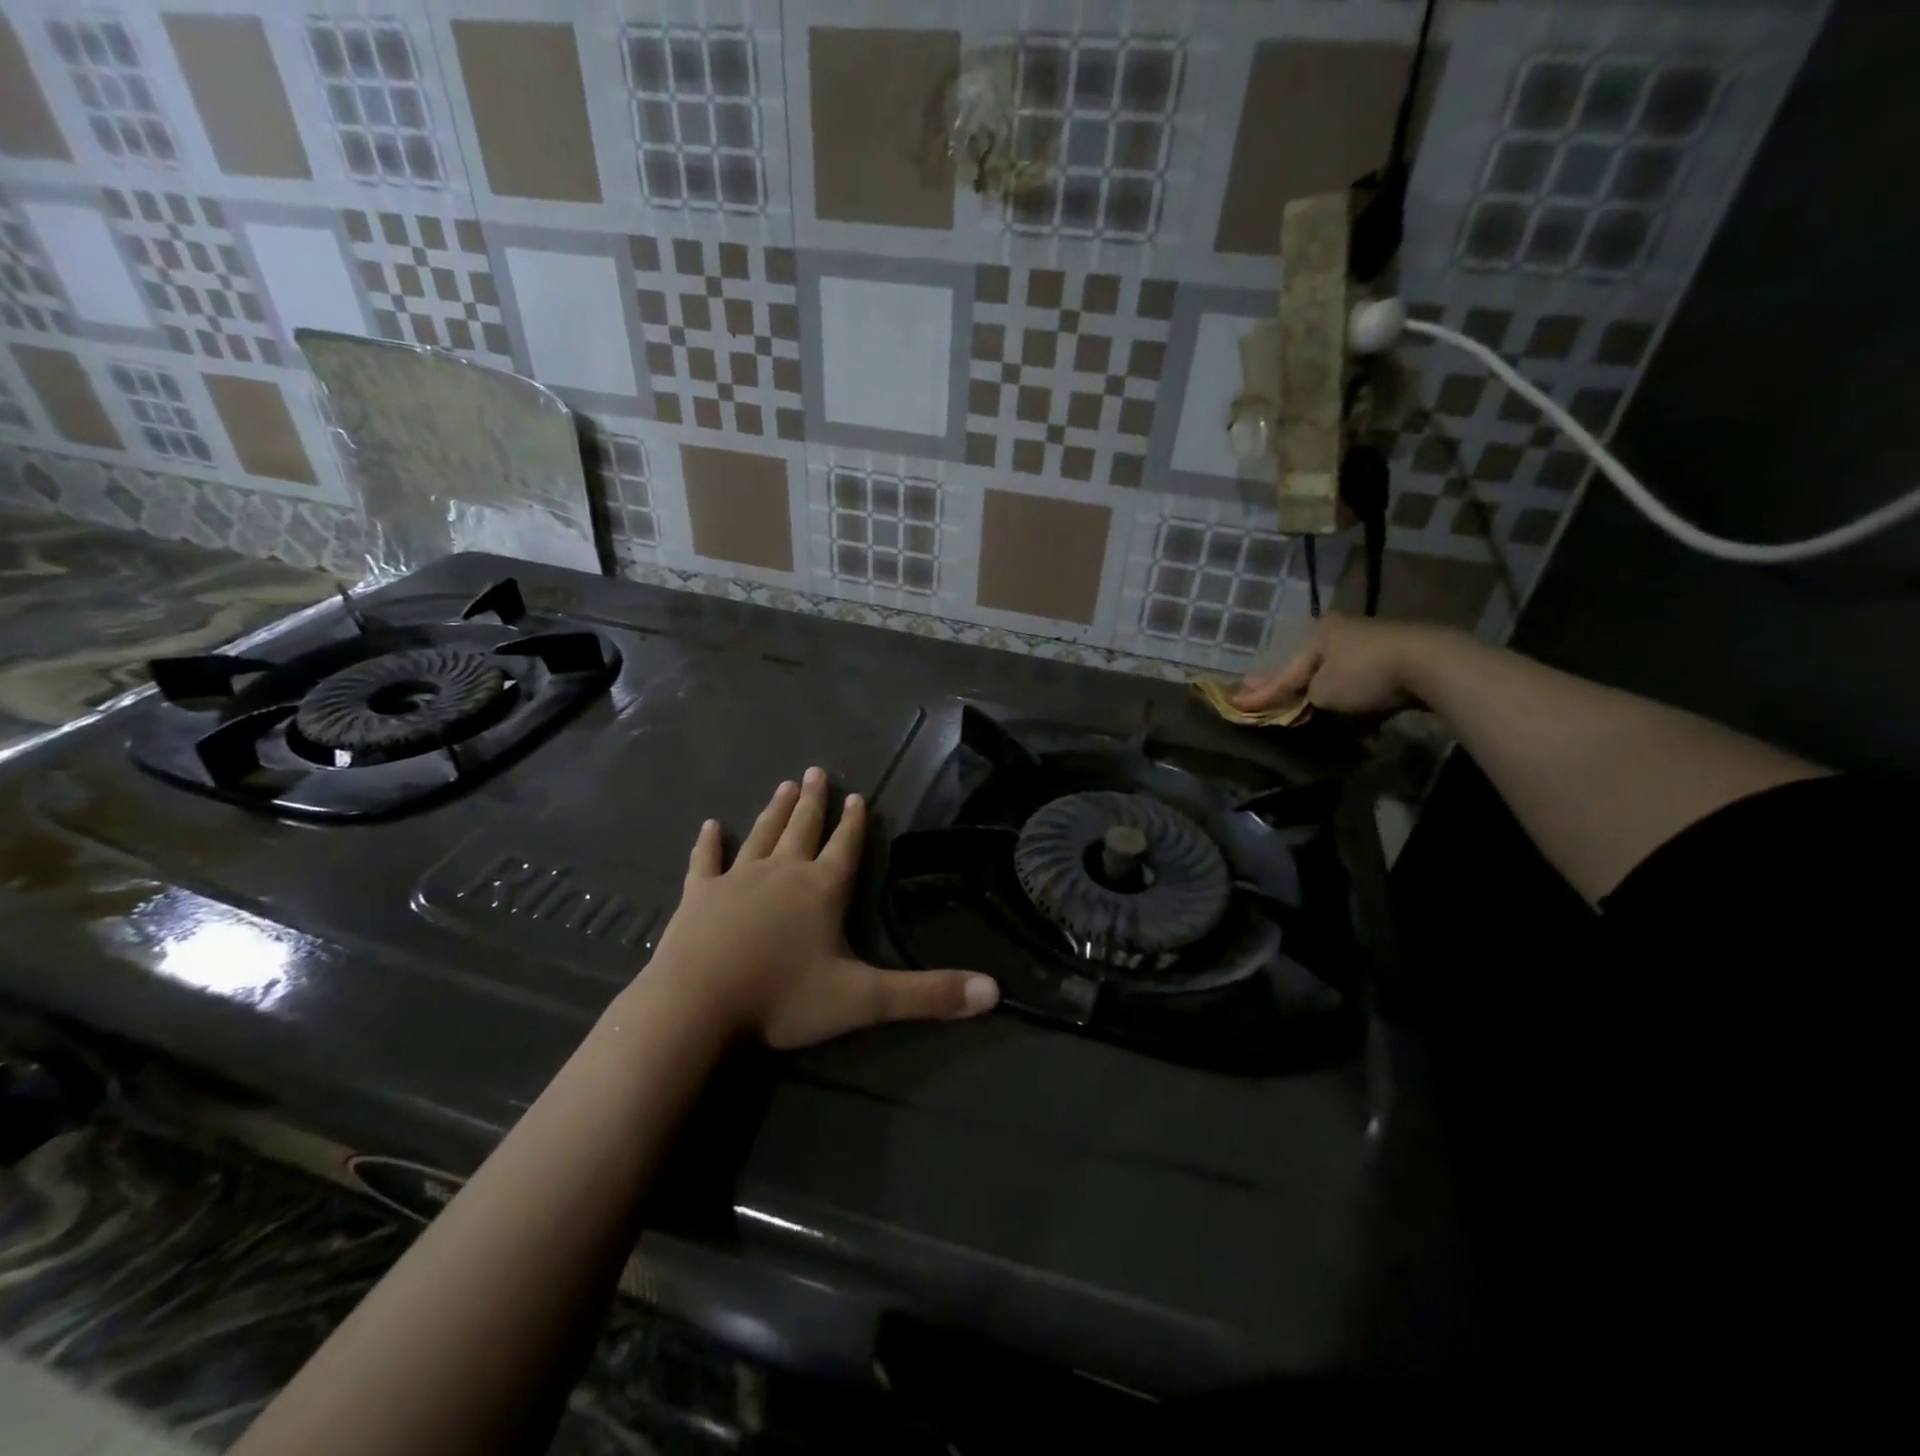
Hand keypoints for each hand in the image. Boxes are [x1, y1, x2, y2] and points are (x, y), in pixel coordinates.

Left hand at [642, 769, 999, 1049]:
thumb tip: (994, 991)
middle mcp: (782, 873)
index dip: (854, 822)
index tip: (856, 794)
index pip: (845, 846)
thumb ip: (928, 995)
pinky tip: (709, 826)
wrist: (697, 1007)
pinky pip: (704, 861)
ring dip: (774, 811)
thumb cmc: (783, 998)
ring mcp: (736, 880)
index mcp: (822, 889)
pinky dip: (707, 843)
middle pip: (802, 828)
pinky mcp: (698, 895)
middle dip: (813, 802)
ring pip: (760, 835)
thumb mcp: (864, 1000)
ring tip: (783, 785)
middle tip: (815, 772)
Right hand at [1232, 613, 1458, 716]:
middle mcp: (1342, 632)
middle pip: (1309, 669)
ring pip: (1337, 675)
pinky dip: (1354, 699)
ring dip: (1323, 695)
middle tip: (1260, 698)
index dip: (1259, 692)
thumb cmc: (1364, 675)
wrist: (1431, 665)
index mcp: (1319, 634)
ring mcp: (1373, 643)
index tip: (1234, 703)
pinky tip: (1349, 715)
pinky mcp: (1399, 659)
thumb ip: (1300, 698)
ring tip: (1302, 708)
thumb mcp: (1322, 691)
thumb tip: (1292, 704)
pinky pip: (1365, 684)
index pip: (1283, 672)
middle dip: (1288, 687)